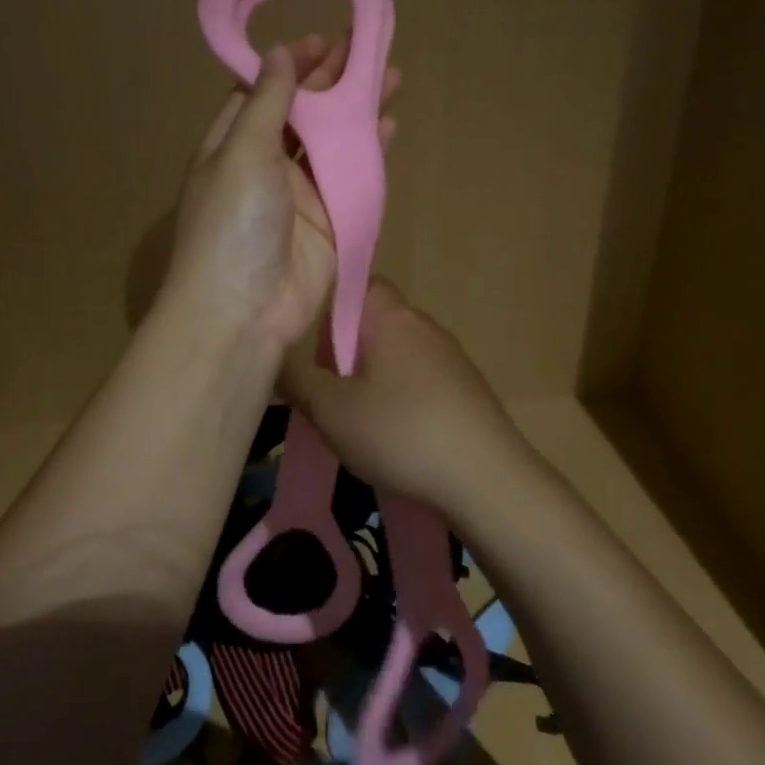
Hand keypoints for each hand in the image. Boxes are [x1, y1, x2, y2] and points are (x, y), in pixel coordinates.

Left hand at [160, 33, 397, 355]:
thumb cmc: (232, 222)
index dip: (291, 65)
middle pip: (302, 112)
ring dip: (357, 110)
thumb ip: (266, 102)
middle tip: (367, 46)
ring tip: (390, 74)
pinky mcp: (330, 220)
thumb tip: (277, 53)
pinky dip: (370, 150)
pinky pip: (352, 176)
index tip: (323, 39)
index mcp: (232, 144)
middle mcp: (265, 164)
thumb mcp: (242, 151)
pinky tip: (389, 123)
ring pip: (332, 140)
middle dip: (332, 81)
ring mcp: (299, 193)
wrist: (244, 309)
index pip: (262, 92)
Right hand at [278, 280, 523, 512]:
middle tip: (324, 392)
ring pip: (394, 355)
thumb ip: (297, 381)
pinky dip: (399, 399)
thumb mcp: (332, 411)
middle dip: (343, 353)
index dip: (326, 307)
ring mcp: (450, 357)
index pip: (355, 283)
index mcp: (392, 316)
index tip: (308, 344)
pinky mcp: (466, 389)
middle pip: (371, 324)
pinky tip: (393, 437)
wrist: (488, 480)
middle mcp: (423, 325)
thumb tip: (275, 359)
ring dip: (369, 380)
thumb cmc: (402, 433)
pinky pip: (418, 381)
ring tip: (354, 421)